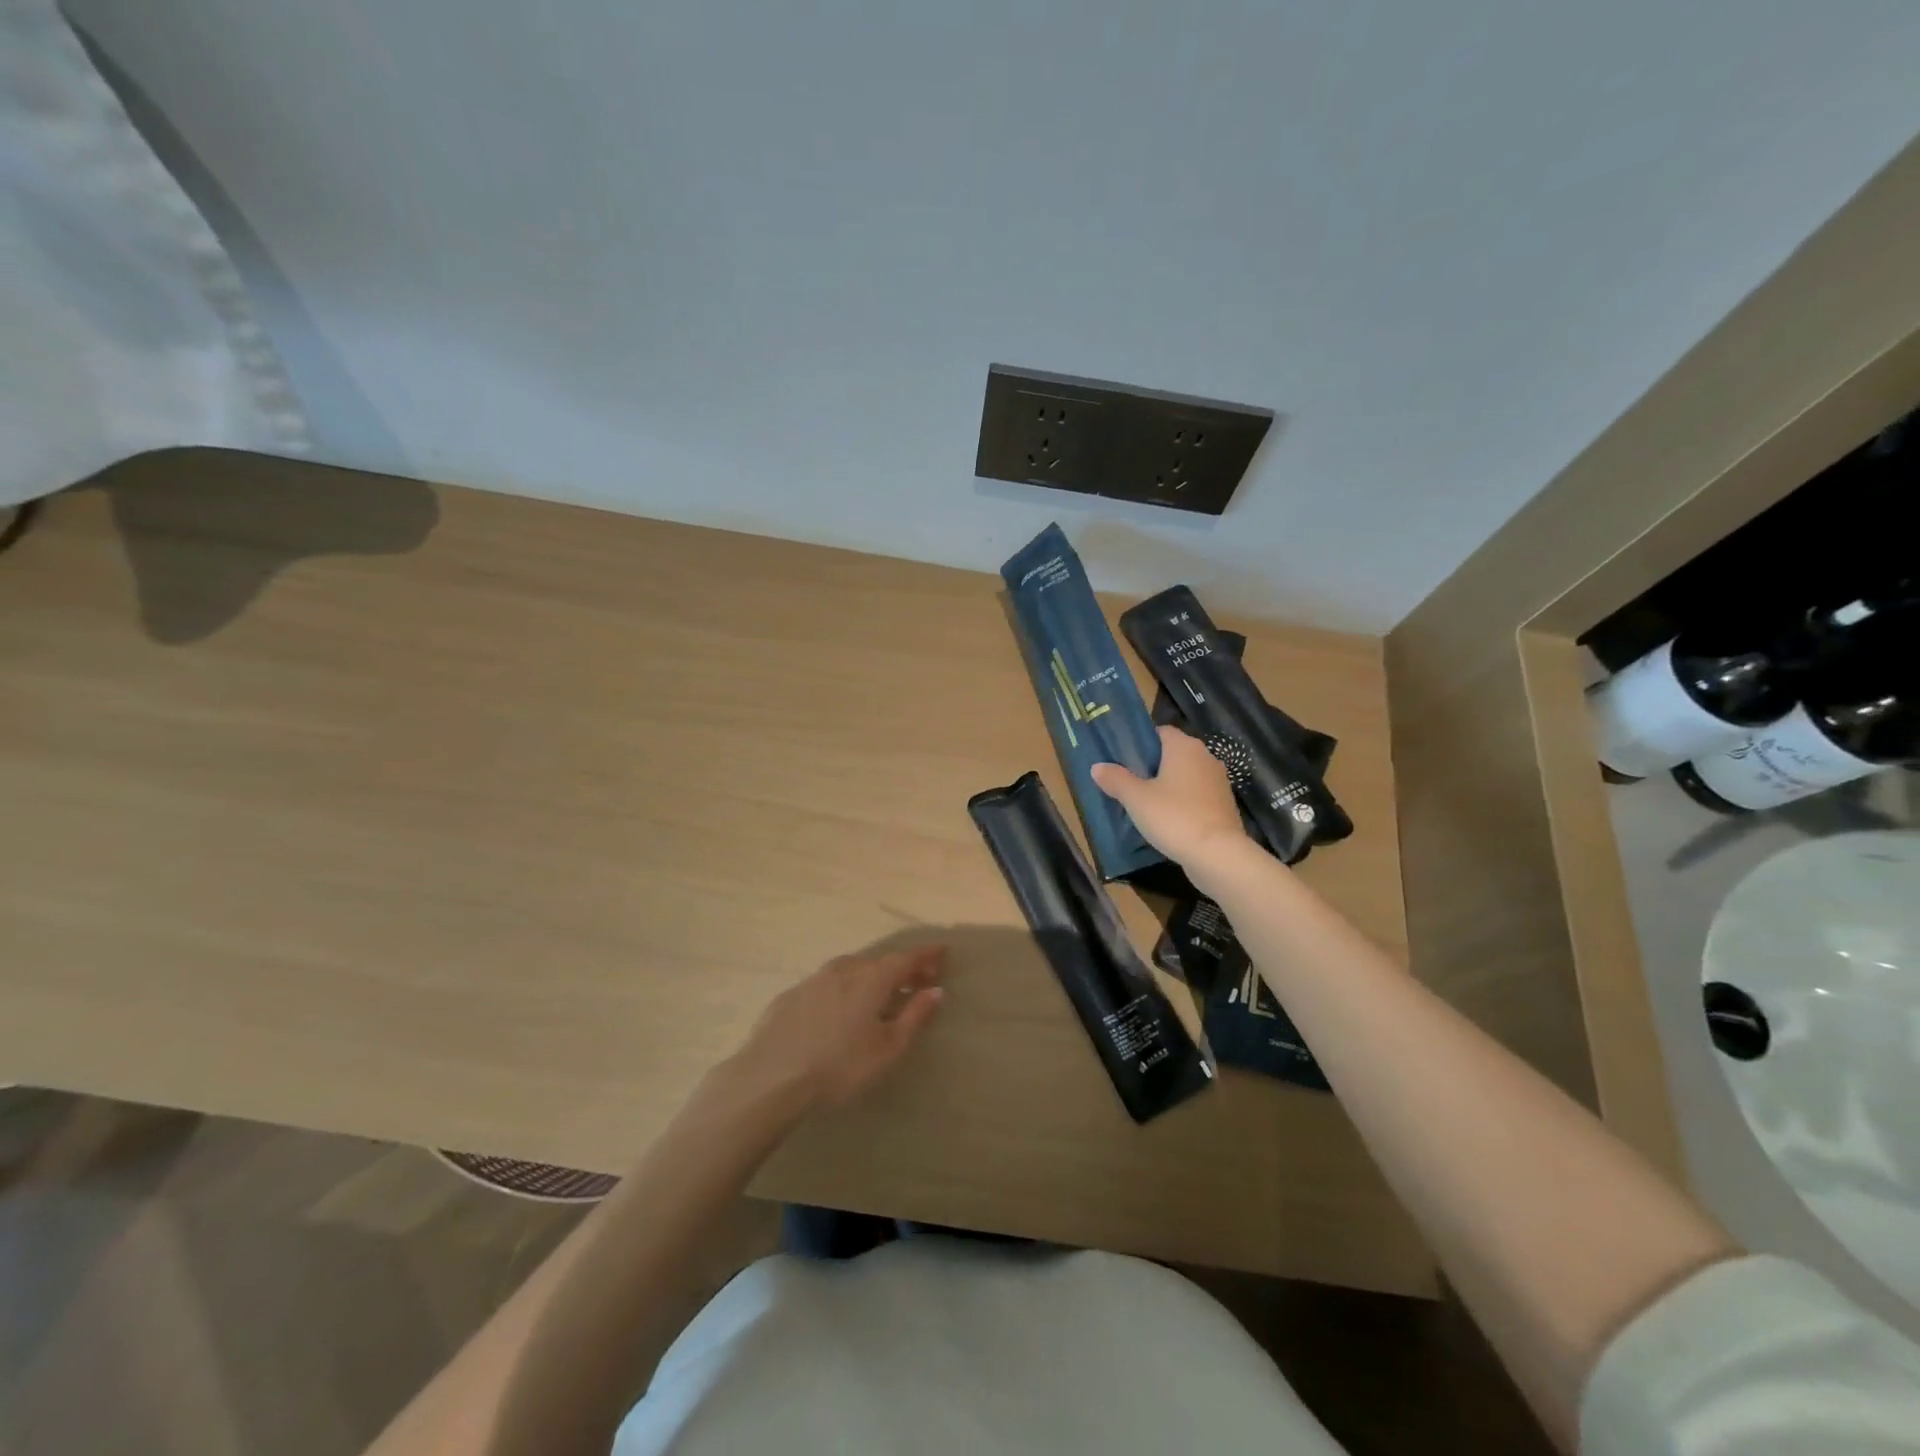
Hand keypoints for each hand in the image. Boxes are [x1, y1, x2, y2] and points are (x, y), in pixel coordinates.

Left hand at [724, 946, 946, 1115]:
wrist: (772, 1076)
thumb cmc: (840, 1065)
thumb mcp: (888, 1048)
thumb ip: (915, 1016)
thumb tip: (936, 990)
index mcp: (872, 978)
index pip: (907, 957)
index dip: (927, 954)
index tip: (943, 951)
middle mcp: (845, 969)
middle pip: (880, 962)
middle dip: (902, 968)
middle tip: (918, 979)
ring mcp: (814, 979)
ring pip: (852, 970)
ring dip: (871, 976)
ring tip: (881, 993)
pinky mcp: (792, 995)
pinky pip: (828, 984)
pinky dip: (844, 988)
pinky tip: (840, 1008)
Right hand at [1091, 726, 1249, 868]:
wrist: (1218, 854)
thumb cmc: (1174, 817)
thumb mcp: (1136, 799)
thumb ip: (1116, 779)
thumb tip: (1097, 767)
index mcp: (1184, 747)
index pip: (1160, 731)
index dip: (1140, 742)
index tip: (1122, 758)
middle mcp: (1205, 757)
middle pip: (1173, 753)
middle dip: (1152, 765)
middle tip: (1128, 780)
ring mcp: (1218, 781)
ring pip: (1186, 775)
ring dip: (1168, 784)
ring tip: (1144, 801)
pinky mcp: (1224, 804)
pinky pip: (1197, 795)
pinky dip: (1182, 801)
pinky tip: (1167, 818)